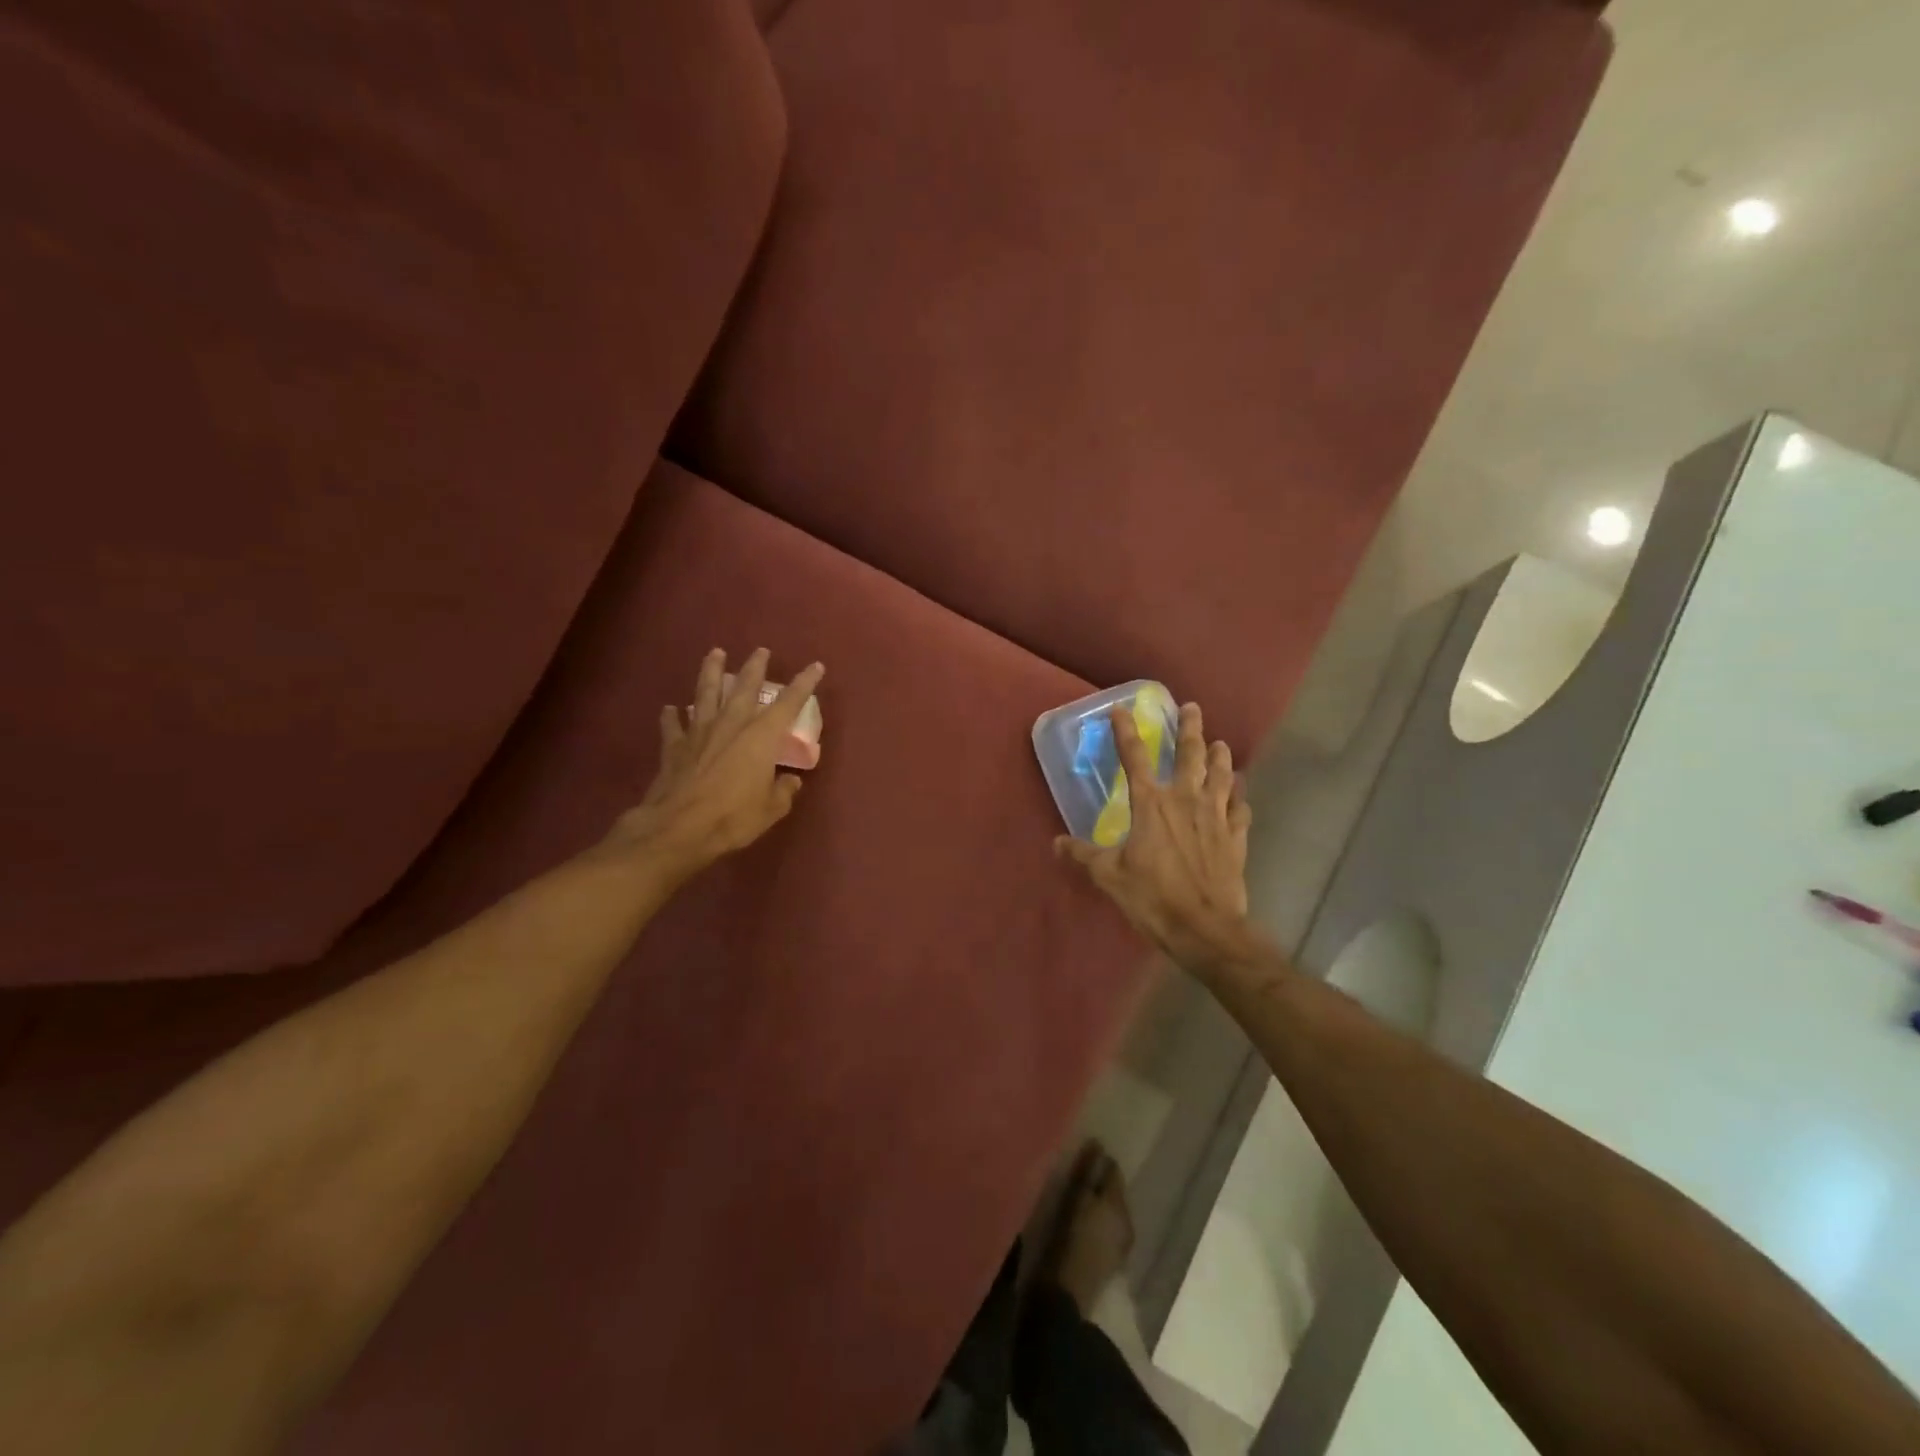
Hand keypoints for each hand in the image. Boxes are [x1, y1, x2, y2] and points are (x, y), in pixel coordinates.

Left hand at [602, 648, 824, 876]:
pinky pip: (673, 726)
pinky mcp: (674, 747)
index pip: (789, 703)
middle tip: (760, 650)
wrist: (678, 828)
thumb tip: (790, 781)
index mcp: (761, 736)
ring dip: (711, 672)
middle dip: (755, 667)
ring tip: (715, 653)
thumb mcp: (772, 809)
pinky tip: (671, 709)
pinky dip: (672, 716)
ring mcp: (699, 733)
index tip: (815, 666)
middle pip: (744, 688)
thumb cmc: (733, 817)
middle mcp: (731, 725)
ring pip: (706, 693)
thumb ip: (783, 790)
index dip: (804, 683)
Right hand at [1056, 701, 1253, 971]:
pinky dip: (1239, 798)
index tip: (1121, 710)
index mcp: (1151, 805)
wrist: (1205, 929)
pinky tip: (1239, 794)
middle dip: (1190, 729)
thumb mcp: (1109, 876)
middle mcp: (1186, 801)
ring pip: (1221, 776)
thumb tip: (1057, 843)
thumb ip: (1084, 855)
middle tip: (1192, 708)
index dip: (1126, 731)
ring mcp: (1216, 817)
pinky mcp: (1235, 838)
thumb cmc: (1153, 898)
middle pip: (1190, 755)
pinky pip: (1240, 810)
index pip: (1134, 758)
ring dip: (1219, 757)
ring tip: (1219, 743)